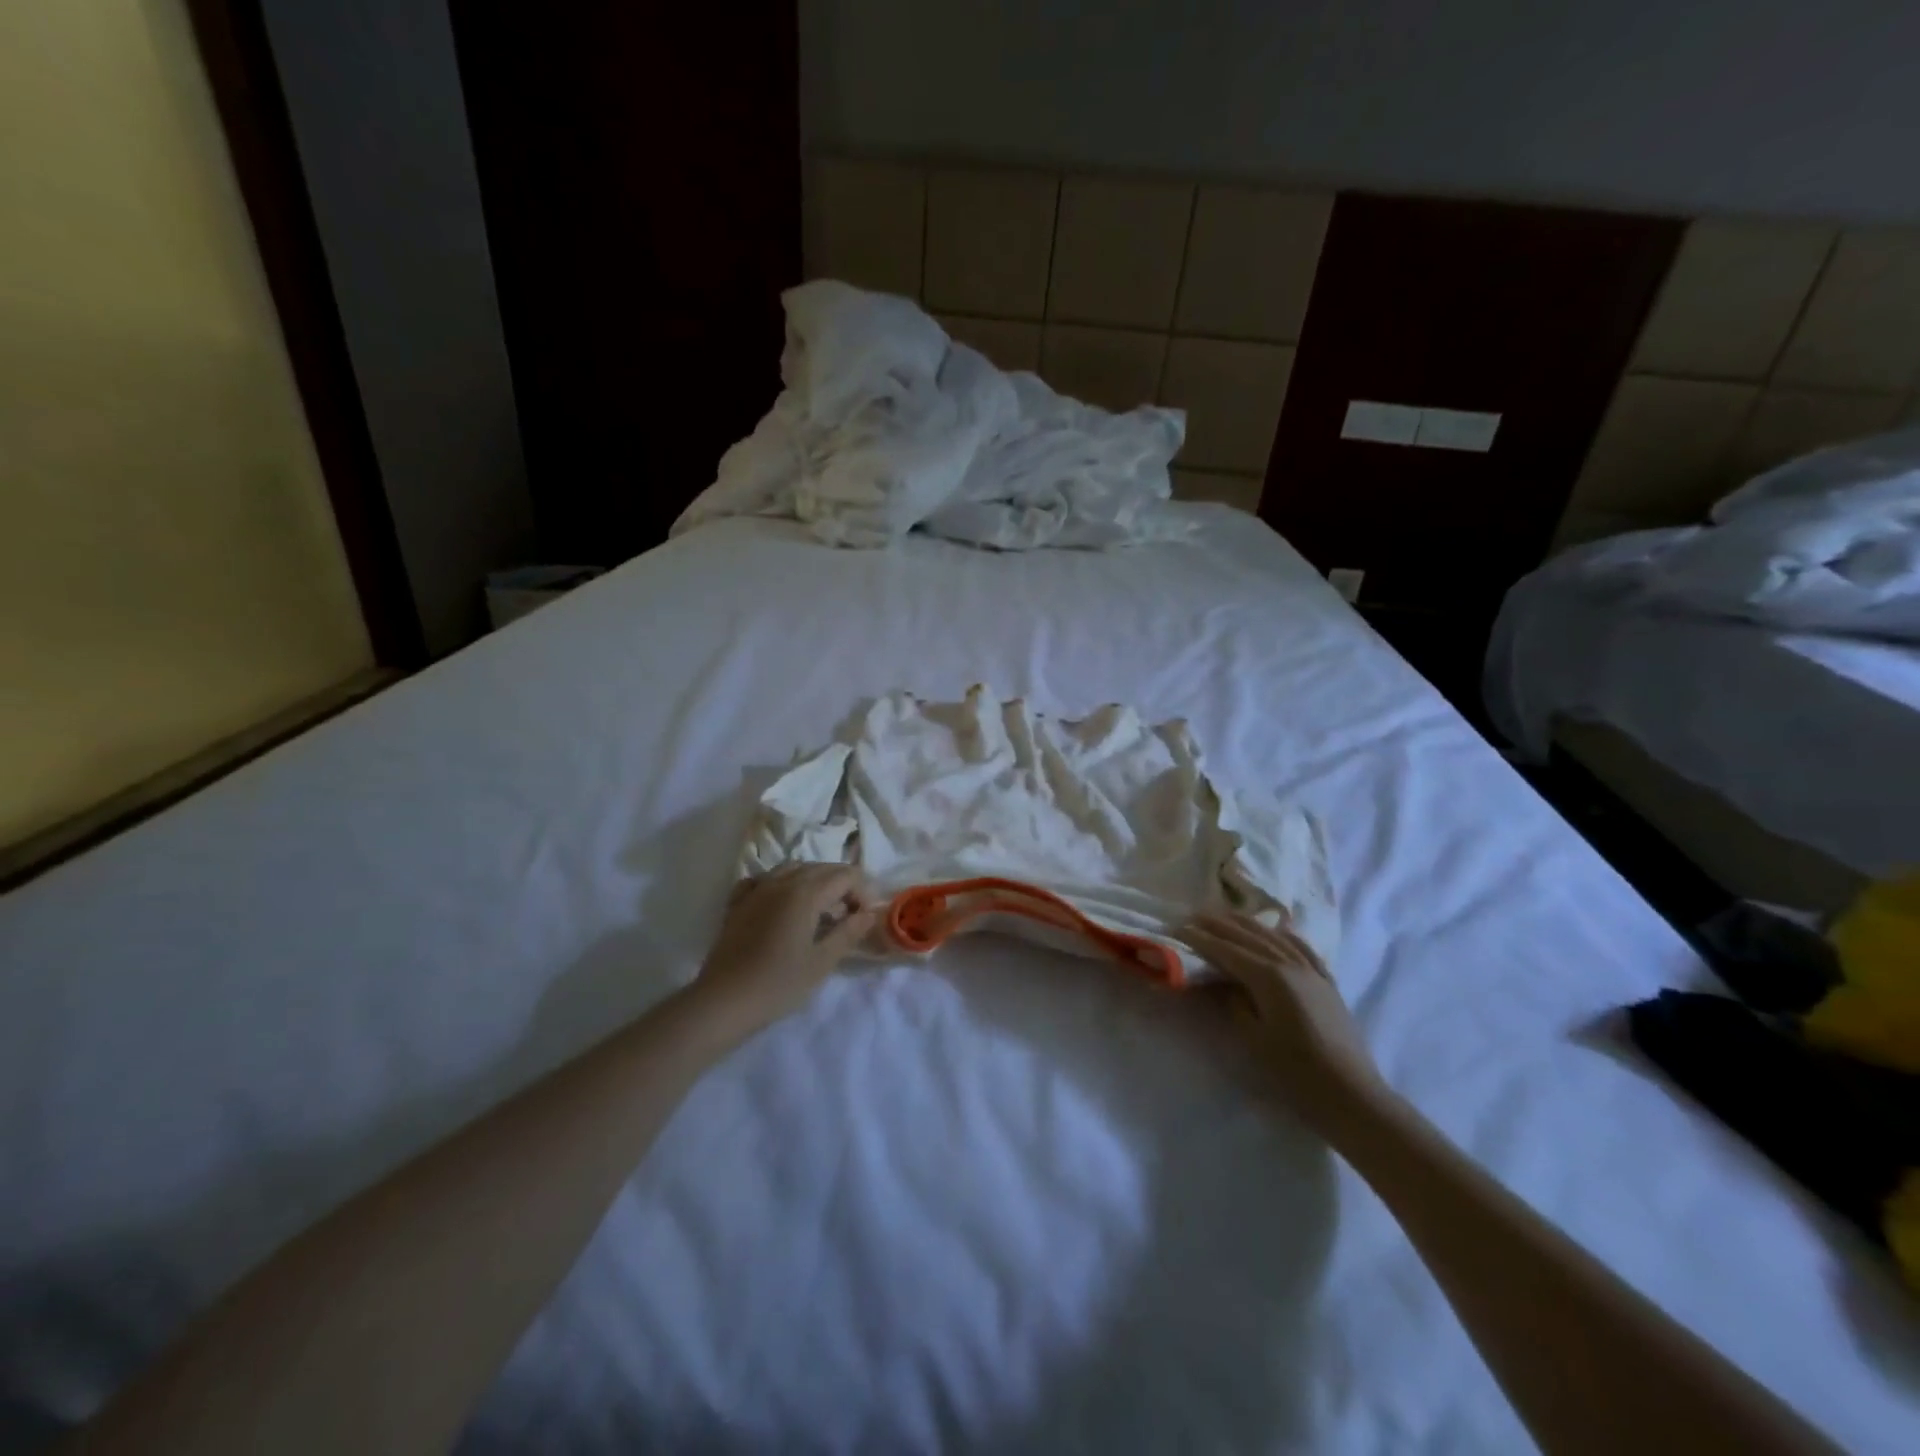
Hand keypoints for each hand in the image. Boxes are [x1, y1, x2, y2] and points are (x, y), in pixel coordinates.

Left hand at [692, 865, 879, 1033]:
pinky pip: (764, 880)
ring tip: (818, 910)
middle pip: (821, 868)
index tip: (864, 918)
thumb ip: (848, 933)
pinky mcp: (737, 902)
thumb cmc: (778, 985)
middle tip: (848, 917)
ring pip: (792, 869)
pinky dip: (780, 884)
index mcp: (806, 893)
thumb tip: (869, 914)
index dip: (861, 891)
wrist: (723, 1001)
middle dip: (841, 885)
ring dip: (813, 882)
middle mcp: (781, 881)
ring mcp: (756, 889)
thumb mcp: (821, 962)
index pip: (845, 875)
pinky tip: (781, 904)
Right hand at [1185, 912, 1384, 1129]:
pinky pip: (1303, 949)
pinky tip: (1278, 930)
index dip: (1202, 939)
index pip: (1227, 951)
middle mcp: (1291, 965)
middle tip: (1194, 916)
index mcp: (1269, 978)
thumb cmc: (1296, 1072)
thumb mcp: (1254, 1039)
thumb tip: (1226, 984)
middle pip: (1250, 937)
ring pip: (1276, 937)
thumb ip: (1236, 1004)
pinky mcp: (1327, 984)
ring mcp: (1313, 972)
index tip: (1179, 929)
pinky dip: (1286, 936)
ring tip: (1227, 917)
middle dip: (1220, 925)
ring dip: (1248, 925)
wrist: (1352, 1096)